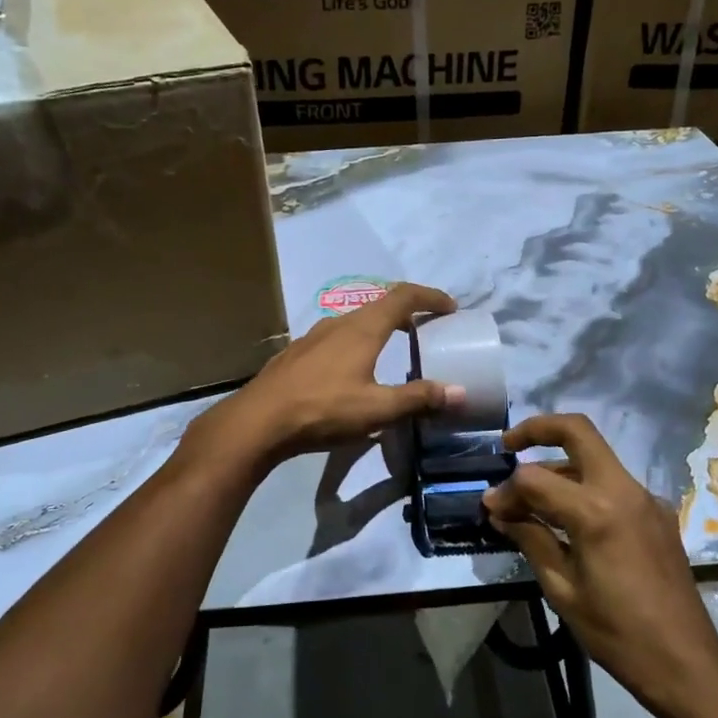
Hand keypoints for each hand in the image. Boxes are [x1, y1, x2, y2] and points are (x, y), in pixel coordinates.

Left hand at [191, 282, 462, 470]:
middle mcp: (339, 323)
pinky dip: (357, 342)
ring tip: (393, 348)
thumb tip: (459, 392)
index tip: (450, 307)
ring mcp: (314, 336)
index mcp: (363, 329)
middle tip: (427, 330)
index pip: (403, 296)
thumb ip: (419, 398)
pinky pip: (336, 337)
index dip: (430, 297)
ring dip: (380, 328)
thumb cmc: (323, 410)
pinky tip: (353, 369)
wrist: (258, 421)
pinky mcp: (297, 353)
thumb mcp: (377, 409)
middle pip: (380, 306)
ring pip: (355, 322)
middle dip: (407, 312)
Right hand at [483, 414, 717, 717]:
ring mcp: (645, 498)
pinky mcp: (657, 513)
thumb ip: (530, 538)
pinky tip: (567, 519)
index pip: (535, 477)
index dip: (506, 490)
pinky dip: (583, 486)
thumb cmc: (616, 632)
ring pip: (595, 457)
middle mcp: (623, 490)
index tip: (491, 508)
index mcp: (596, 511)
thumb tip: (499, 509)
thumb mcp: (562, 589)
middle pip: (578, 431)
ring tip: (530, 498)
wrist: (685, 662)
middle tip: (508, 445)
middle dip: (538, 429)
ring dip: (560, 464)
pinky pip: (613, 484)